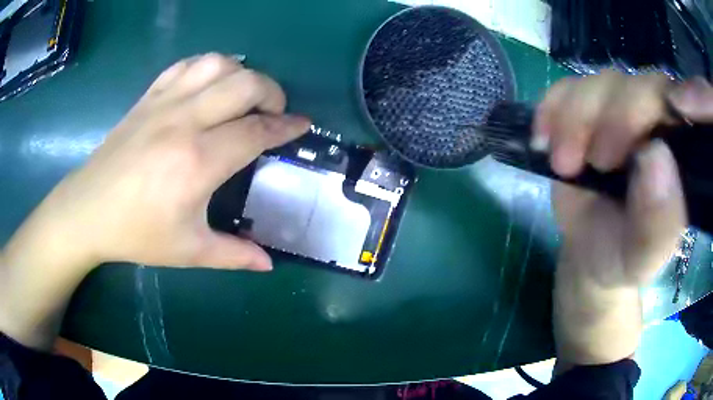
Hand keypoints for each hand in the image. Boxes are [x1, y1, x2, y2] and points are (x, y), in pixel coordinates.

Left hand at [4, 53, 310, 272]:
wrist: (87, 210)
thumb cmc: (135, 234)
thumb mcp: (188, 252)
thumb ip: (234, 255)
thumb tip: (269, 263)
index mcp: (197, 162)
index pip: (256, 131)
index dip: (286, 126)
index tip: (303, 125)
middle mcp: (184, 121)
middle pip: (245, 84)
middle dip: (272, 92)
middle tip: (274, 112)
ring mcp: (164, 103)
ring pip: (217, 64)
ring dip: (242, 74)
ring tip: (244, 95)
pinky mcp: (148, 97)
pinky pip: (186, 65)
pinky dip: (208, 67)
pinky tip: (210, 85)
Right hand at [535, 71, 712, 368]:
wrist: (590, 251)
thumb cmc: (622, 257)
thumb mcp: (641, 258)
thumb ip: (658, 224)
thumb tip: (656, 157)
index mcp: (681, 153)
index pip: (682, 106)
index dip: (662, 105)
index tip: (634, 147)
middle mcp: (656, 120)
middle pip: (639, 85)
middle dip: (614, 119)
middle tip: (596, 164)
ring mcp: (619, 108)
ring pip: (602, 82)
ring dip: (577, 118)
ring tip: (565, 164)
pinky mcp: (585, 108)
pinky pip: (567, 87)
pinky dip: (552, 108)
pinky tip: (545, 140)